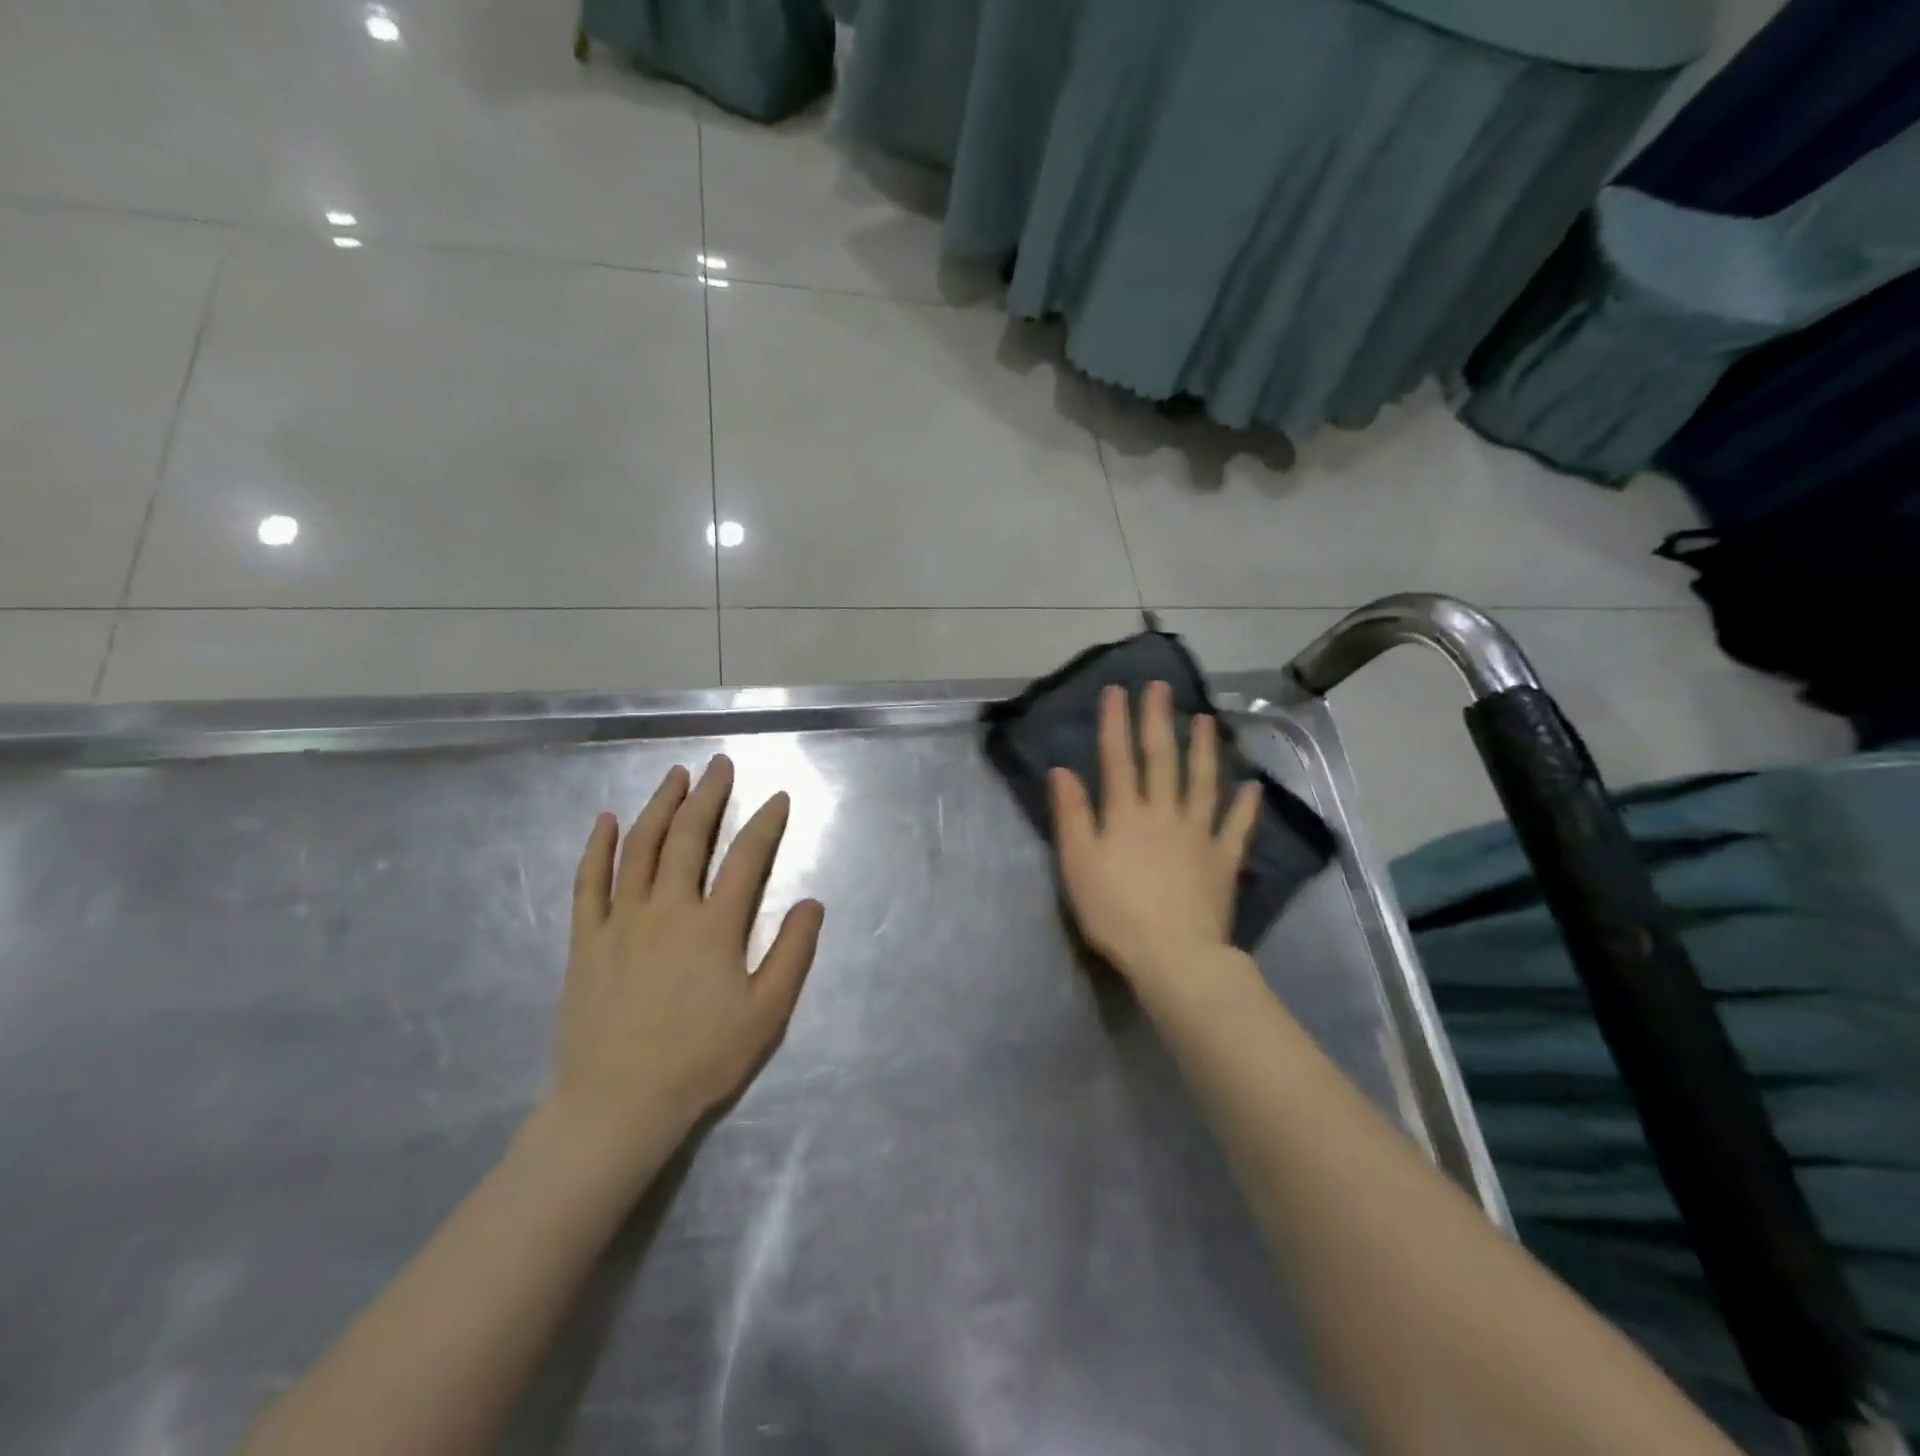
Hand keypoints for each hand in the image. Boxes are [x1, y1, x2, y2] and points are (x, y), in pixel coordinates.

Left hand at [552, 756, 823, 1151]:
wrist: (618, 1103)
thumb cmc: (701, 1058)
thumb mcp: (766, 1012)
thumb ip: (793, 953)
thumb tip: (812, 902)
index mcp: (714, 926)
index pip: (746, 858)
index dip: (766, 823)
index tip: (778, 798)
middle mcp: (667, 909)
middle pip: (690, 837)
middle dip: (709, 796)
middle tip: (719, 764)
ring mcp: (621, 920)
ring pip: (641, 848)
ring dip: (659, 806)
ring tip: (675, 776)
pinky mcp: (586, 939)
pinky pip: (589, 882)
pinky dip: (598, 848)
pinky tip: (606, 820)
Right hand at [1049, 681, 1260, 988]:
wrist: (1173, 955)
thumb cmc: (1115, 912)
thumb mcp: (1078, 864)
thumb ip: (1071, 815)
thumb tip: (1062, 770)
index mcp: (1126, 814)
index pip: (1118, 759)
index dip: (1116, 723)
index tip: (1117, 690)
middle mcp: (1164, 813)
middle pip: (1162, 760)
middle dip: (1159, 721)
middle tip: (1161, 687)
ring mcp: (1199, 834)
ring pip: (1202, 782)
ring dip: (1204, 749)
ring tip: (1207, 720)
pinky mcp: (1223, 860)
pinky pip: (1237, 827)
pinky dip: (1246, 805)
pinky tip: (1253, 786)